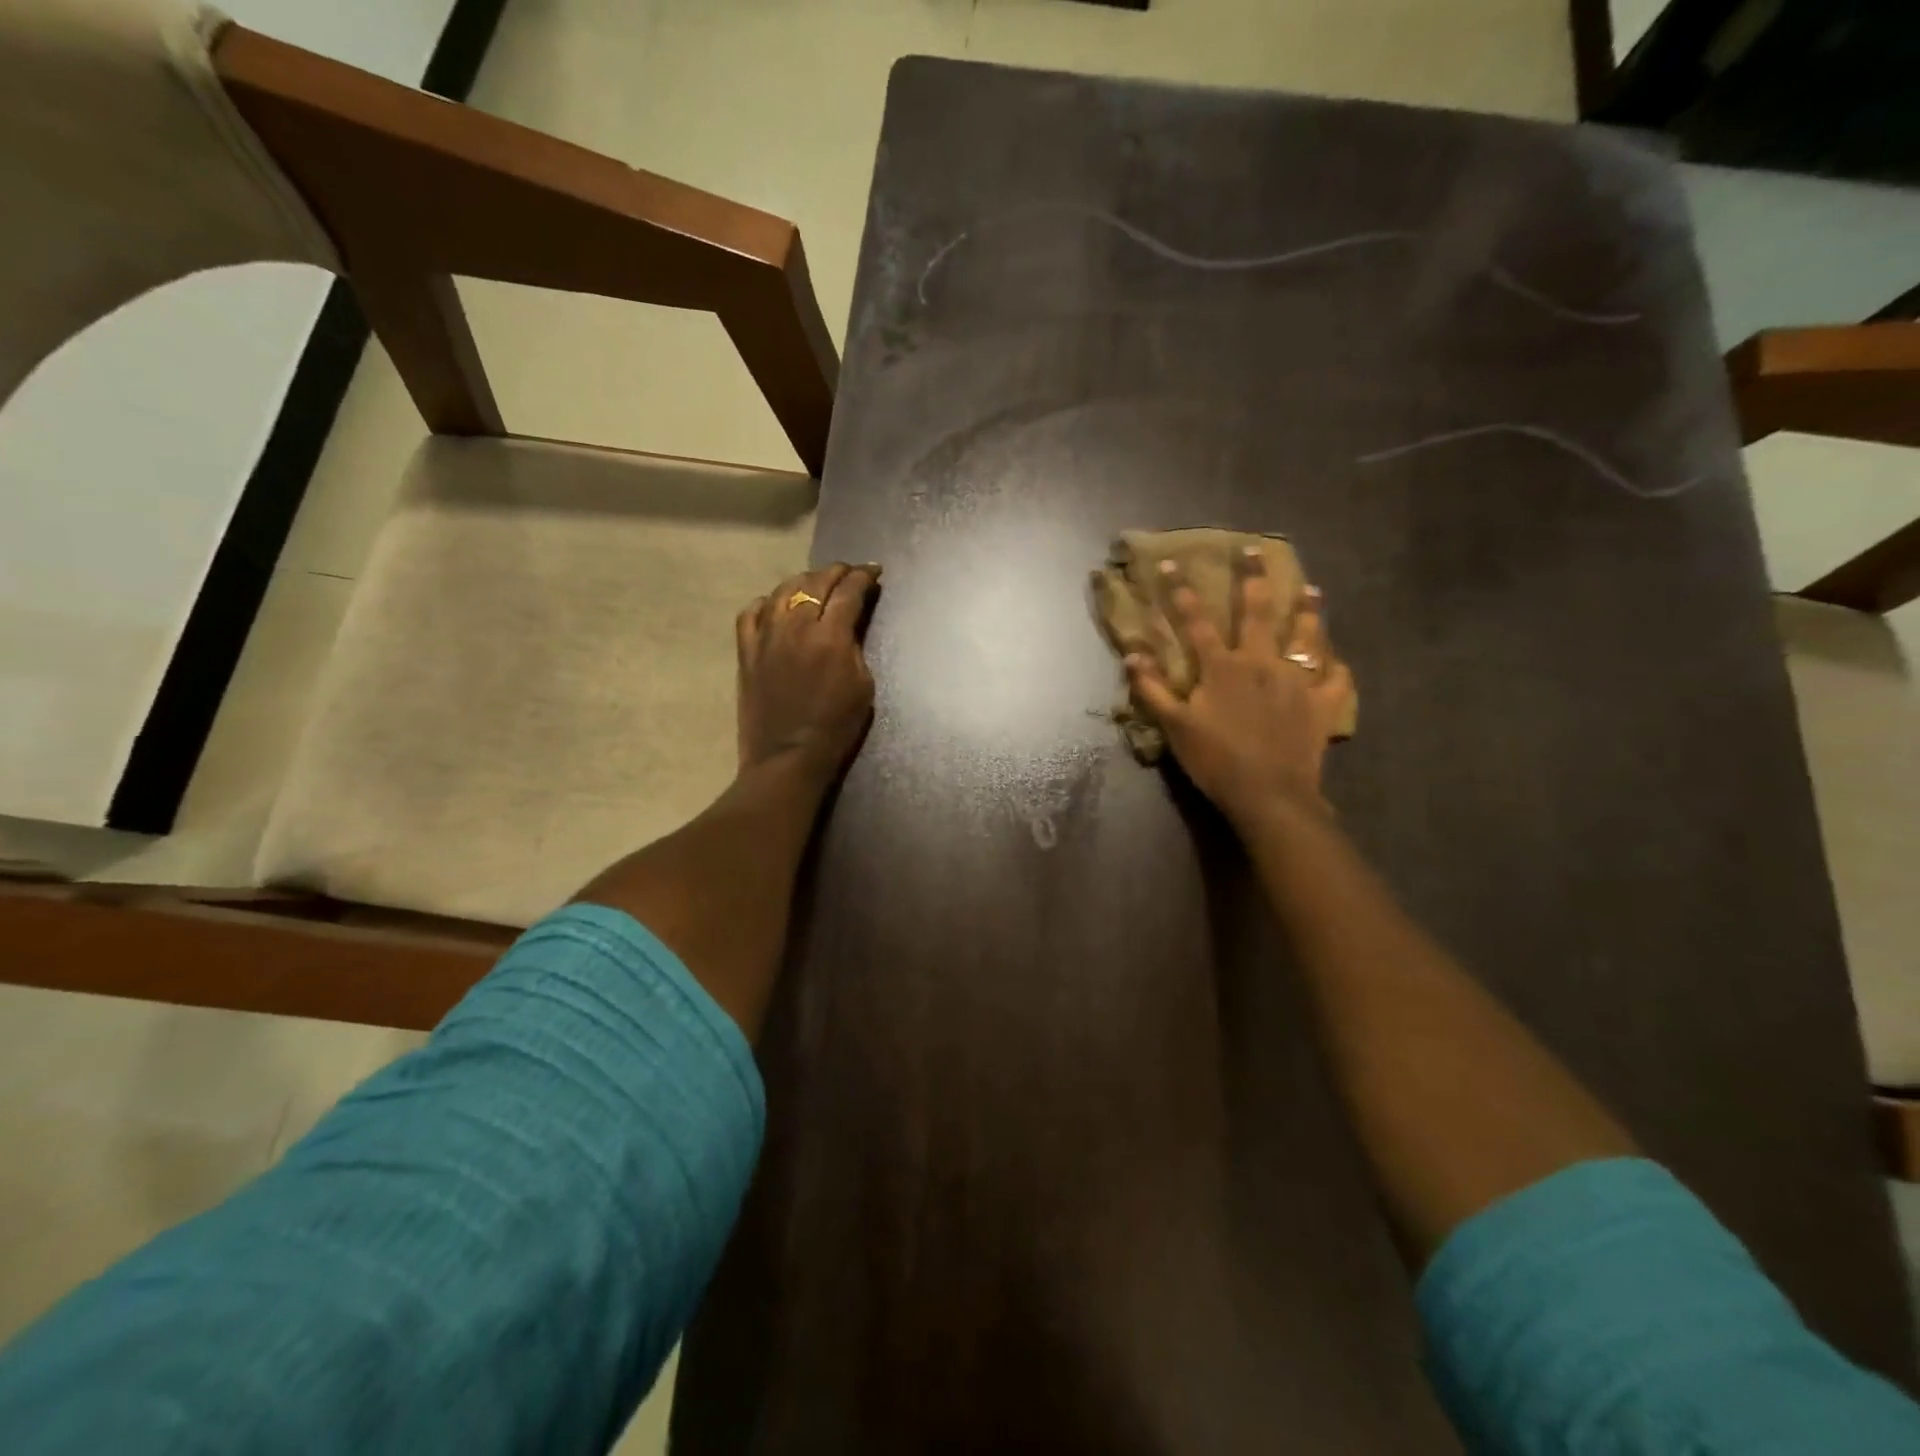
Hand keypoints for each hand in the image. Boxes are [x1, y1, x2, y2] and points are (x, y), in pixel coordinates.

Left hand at [736, 563, 880, 779]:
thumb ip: (855, 647)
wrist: (788, 757)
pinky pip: (752, 612)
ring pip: (784, 590)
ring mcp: (766, 636)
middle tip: (850, 573)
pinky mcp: (746, 651)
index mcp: (831, 636)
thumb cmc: (836, 727)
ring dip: (804, 581)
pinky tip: (777, 606)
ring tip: (816, 584)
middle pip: (816, 583)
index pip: (849, 591)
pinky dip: (768, 602)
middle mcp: (796, 626)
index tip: (874, 572)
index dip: (864, 577)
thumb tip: (849, 625)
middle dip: (837, 572)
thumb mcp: (863, 686)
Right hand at [1127, 548, 1352, 827]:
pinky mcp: (1322, 704)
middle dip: (1254, 579)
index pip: (1196, 621)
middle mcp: (1261, 663)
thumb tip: (1132, 654)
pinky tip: (1335, 660)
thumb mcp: (1174, 726)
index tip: (1174, 564)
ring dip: (1307, 611)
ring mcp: (1297, 681)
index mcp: (1222, 667)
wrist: (1268, 793)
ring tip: (1312, 590)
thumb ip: (1152, 689)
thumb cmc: (1216, 760)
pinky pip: (1335, 678)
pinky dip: (1336, 667)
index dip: (1183, 591)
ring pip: (1305, 636)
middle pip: (1258, 613)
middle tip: (1256, 551)